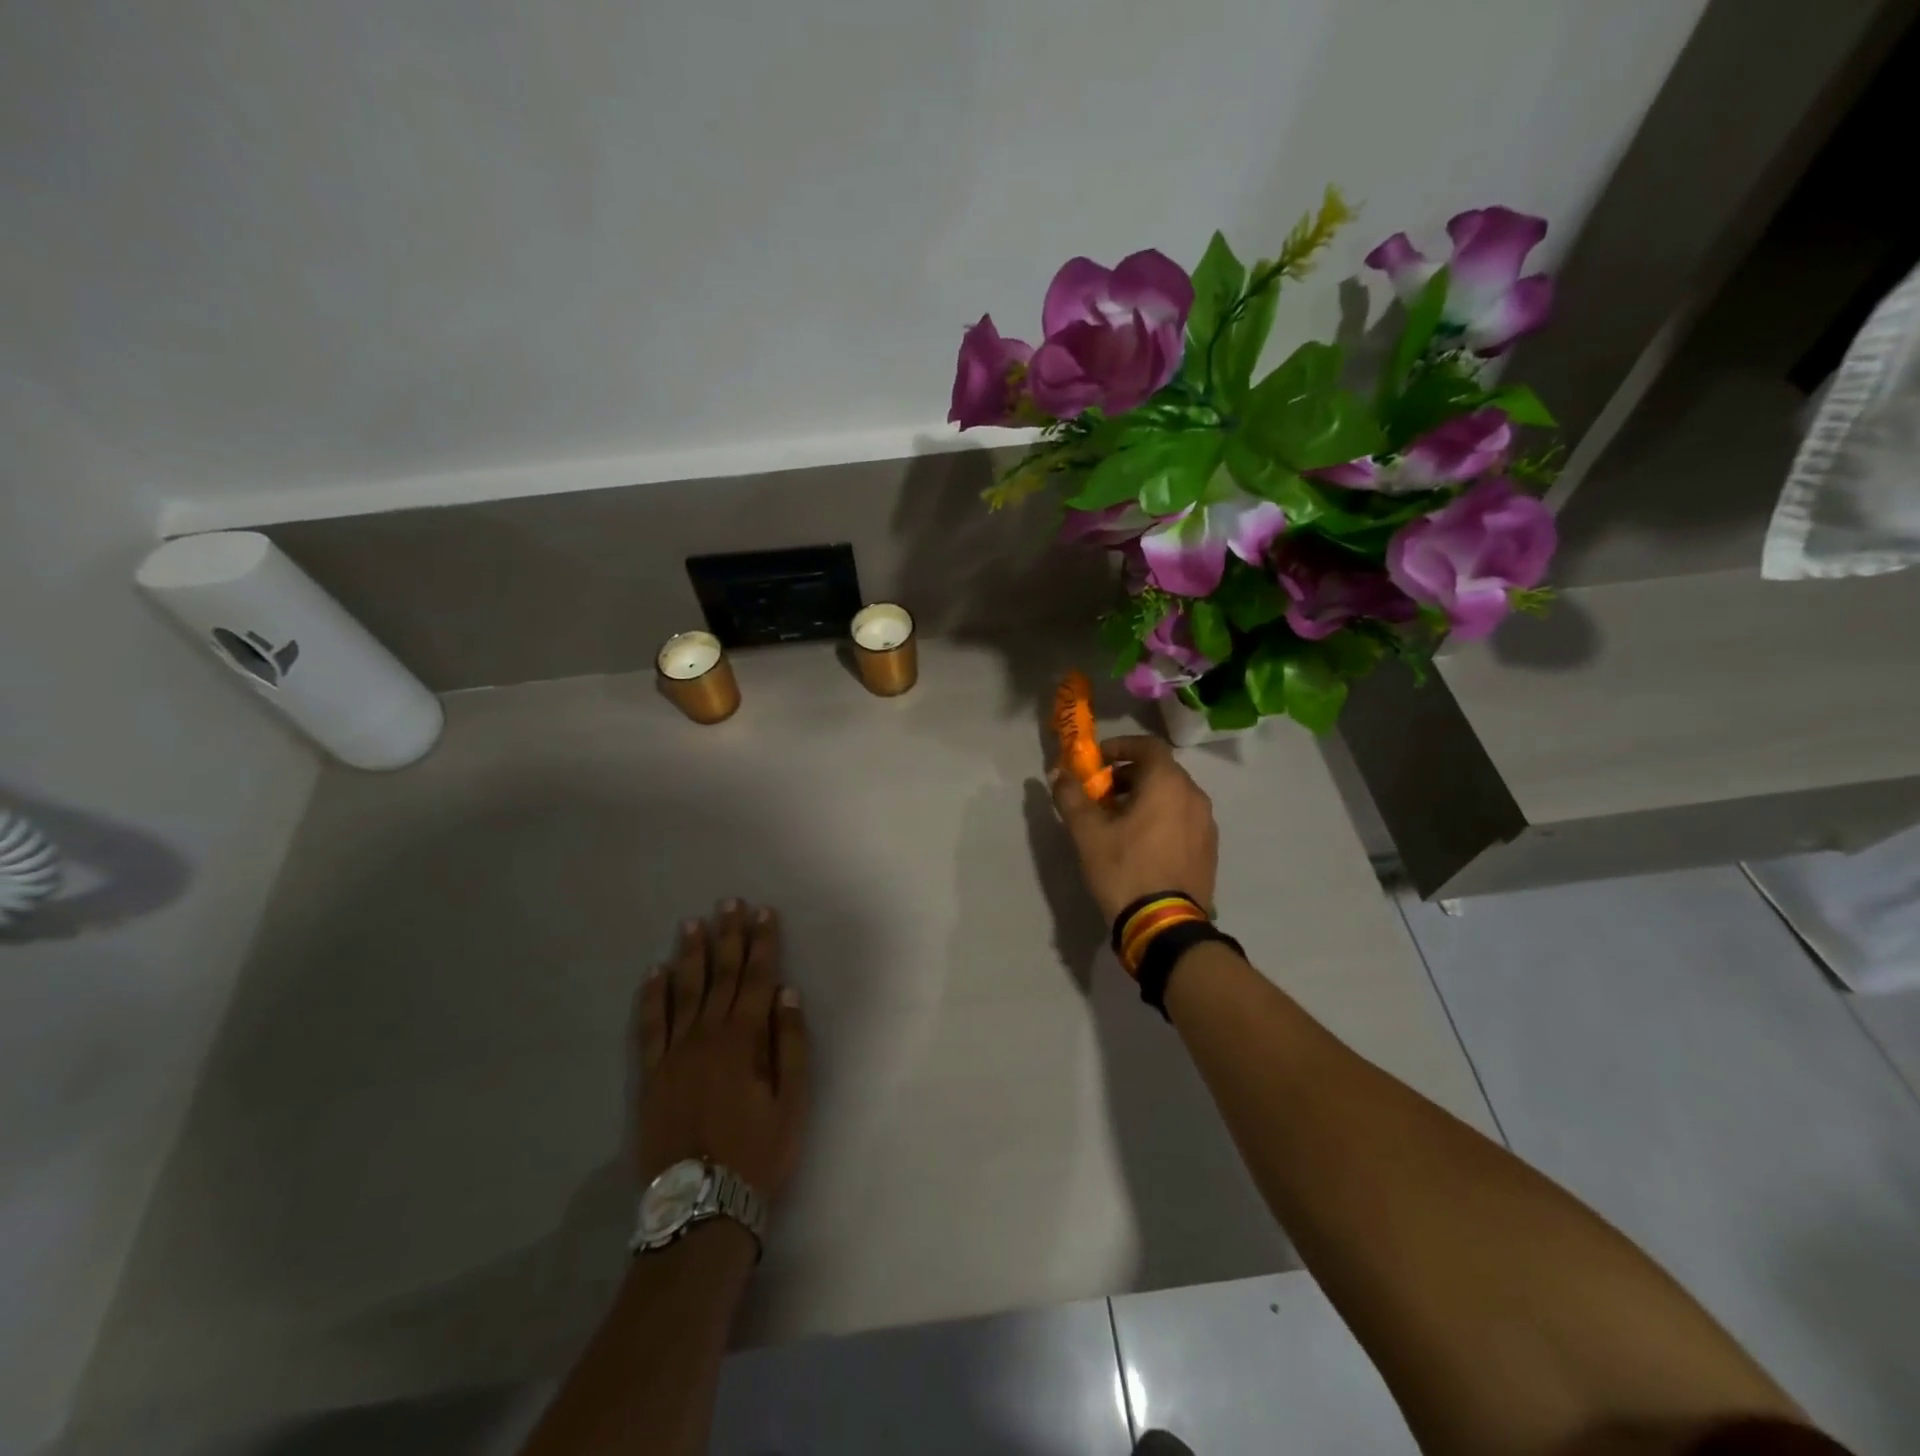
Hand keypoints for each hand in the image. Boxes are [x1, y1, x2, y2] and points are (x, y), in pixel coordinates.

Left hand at [635, 901, 808, 1205]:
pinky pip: (650, 1026)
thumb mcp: (792, 1102)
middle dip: (728, 937)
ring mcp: (675, 1054)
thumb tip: (788, 993)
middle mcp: (707, 1036)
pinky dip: (652, 997)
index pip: (758, 978)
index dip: (762, 943)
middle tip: (728, 903)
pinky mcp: (651, 1075)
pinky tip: (654, 973)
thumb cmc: (758, 1154)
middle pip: (721, 976)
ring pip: (684, 992)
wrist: (701, 1209)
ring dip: (691, 955)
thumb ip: (790, 1044)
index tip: (763, 912)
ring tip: (693, 923)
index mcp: (744, 1039)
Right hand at [1050, 735, 1218, 925]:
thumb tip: (1058, 773)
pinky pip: (1183, 819)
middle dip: (1127, 775)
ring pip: (1172, 796)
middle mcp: (1194, 796)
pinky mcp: (1209, 849)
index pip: (1147, 745)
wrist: (1165, 926)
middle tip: (1100, 794)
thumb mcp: (1087, 833)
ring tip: (1117, 821)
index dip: (1120, 746)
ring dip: (1144, 797)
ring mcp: (1206, 824)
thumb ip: (1071, 797)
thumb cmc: (1125, 869)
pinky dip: (1161, 817)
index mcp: (1167, 783)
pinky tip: (1140, 843)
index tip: (1097, 761)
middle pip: (1160, 770)